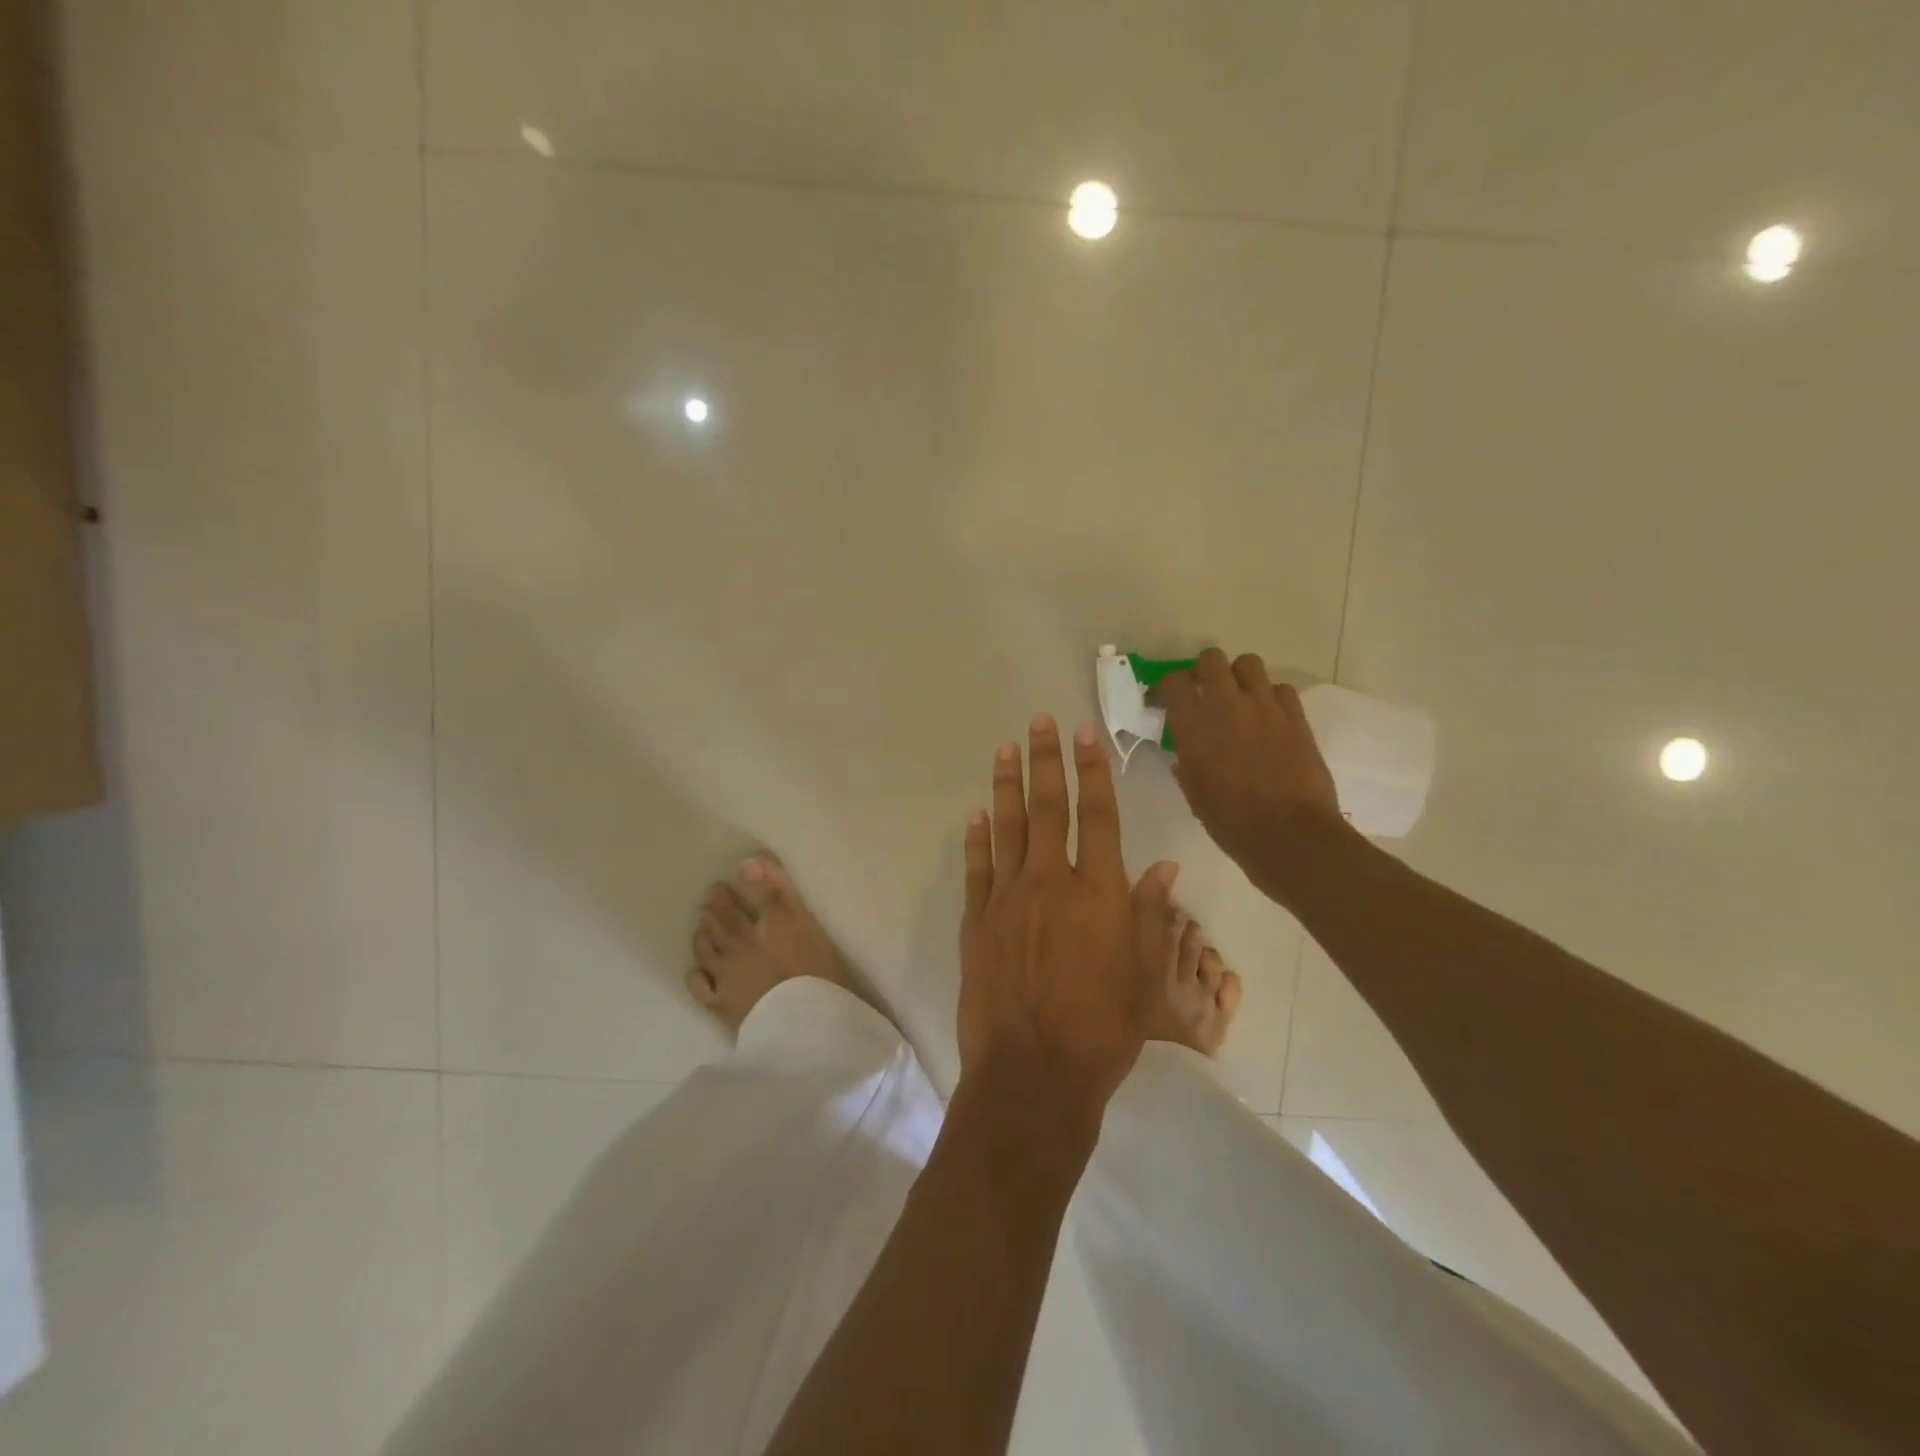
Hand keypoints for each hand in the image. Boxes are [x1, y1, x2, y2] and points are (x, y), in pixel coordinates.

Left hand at [958, 716, 1177, 1122]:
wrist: (1034, 1073)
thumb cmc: (1102, 1030)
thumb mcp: (1146, 978)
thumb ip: (1152, 917)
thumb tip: (1162, 869)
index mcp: (1099, 893)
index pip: (1098, 816)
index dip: (1093, 772)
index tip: (1085, 735)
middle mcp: (1051, 883)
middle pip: (1049, 809)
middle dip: (1046, 761)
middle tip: (1039, 723)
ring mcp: (1007, 900)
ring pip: (1008, 829)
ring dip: (1006, 786)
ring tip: (1004, 750)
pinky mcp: (976, 922)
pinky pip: (976, 870)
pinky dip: (977, 840)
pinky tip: (976, 815)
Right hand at [1158, 649, 1348, 889]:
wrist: (1289, 835)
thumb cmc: (1231, 822)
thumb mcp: (1194, 795)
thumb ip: (1186, 766)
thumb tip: (1184, 755)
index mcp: (1193, 725)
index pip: (1173, 681)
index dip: (1167, 686)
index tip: (1165, 701)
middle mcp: (1226, 705)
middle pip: (1211, 658)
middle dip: (1204, 671)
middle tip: (1204, 692)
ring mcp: (1265, 707)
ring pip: (1249, 663)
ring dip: (1239, 676)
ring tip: (1239, 698)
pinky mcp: (1296, 716)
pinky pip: (1281, 689)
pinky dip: (1272, 697)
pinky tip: (1269, 717)